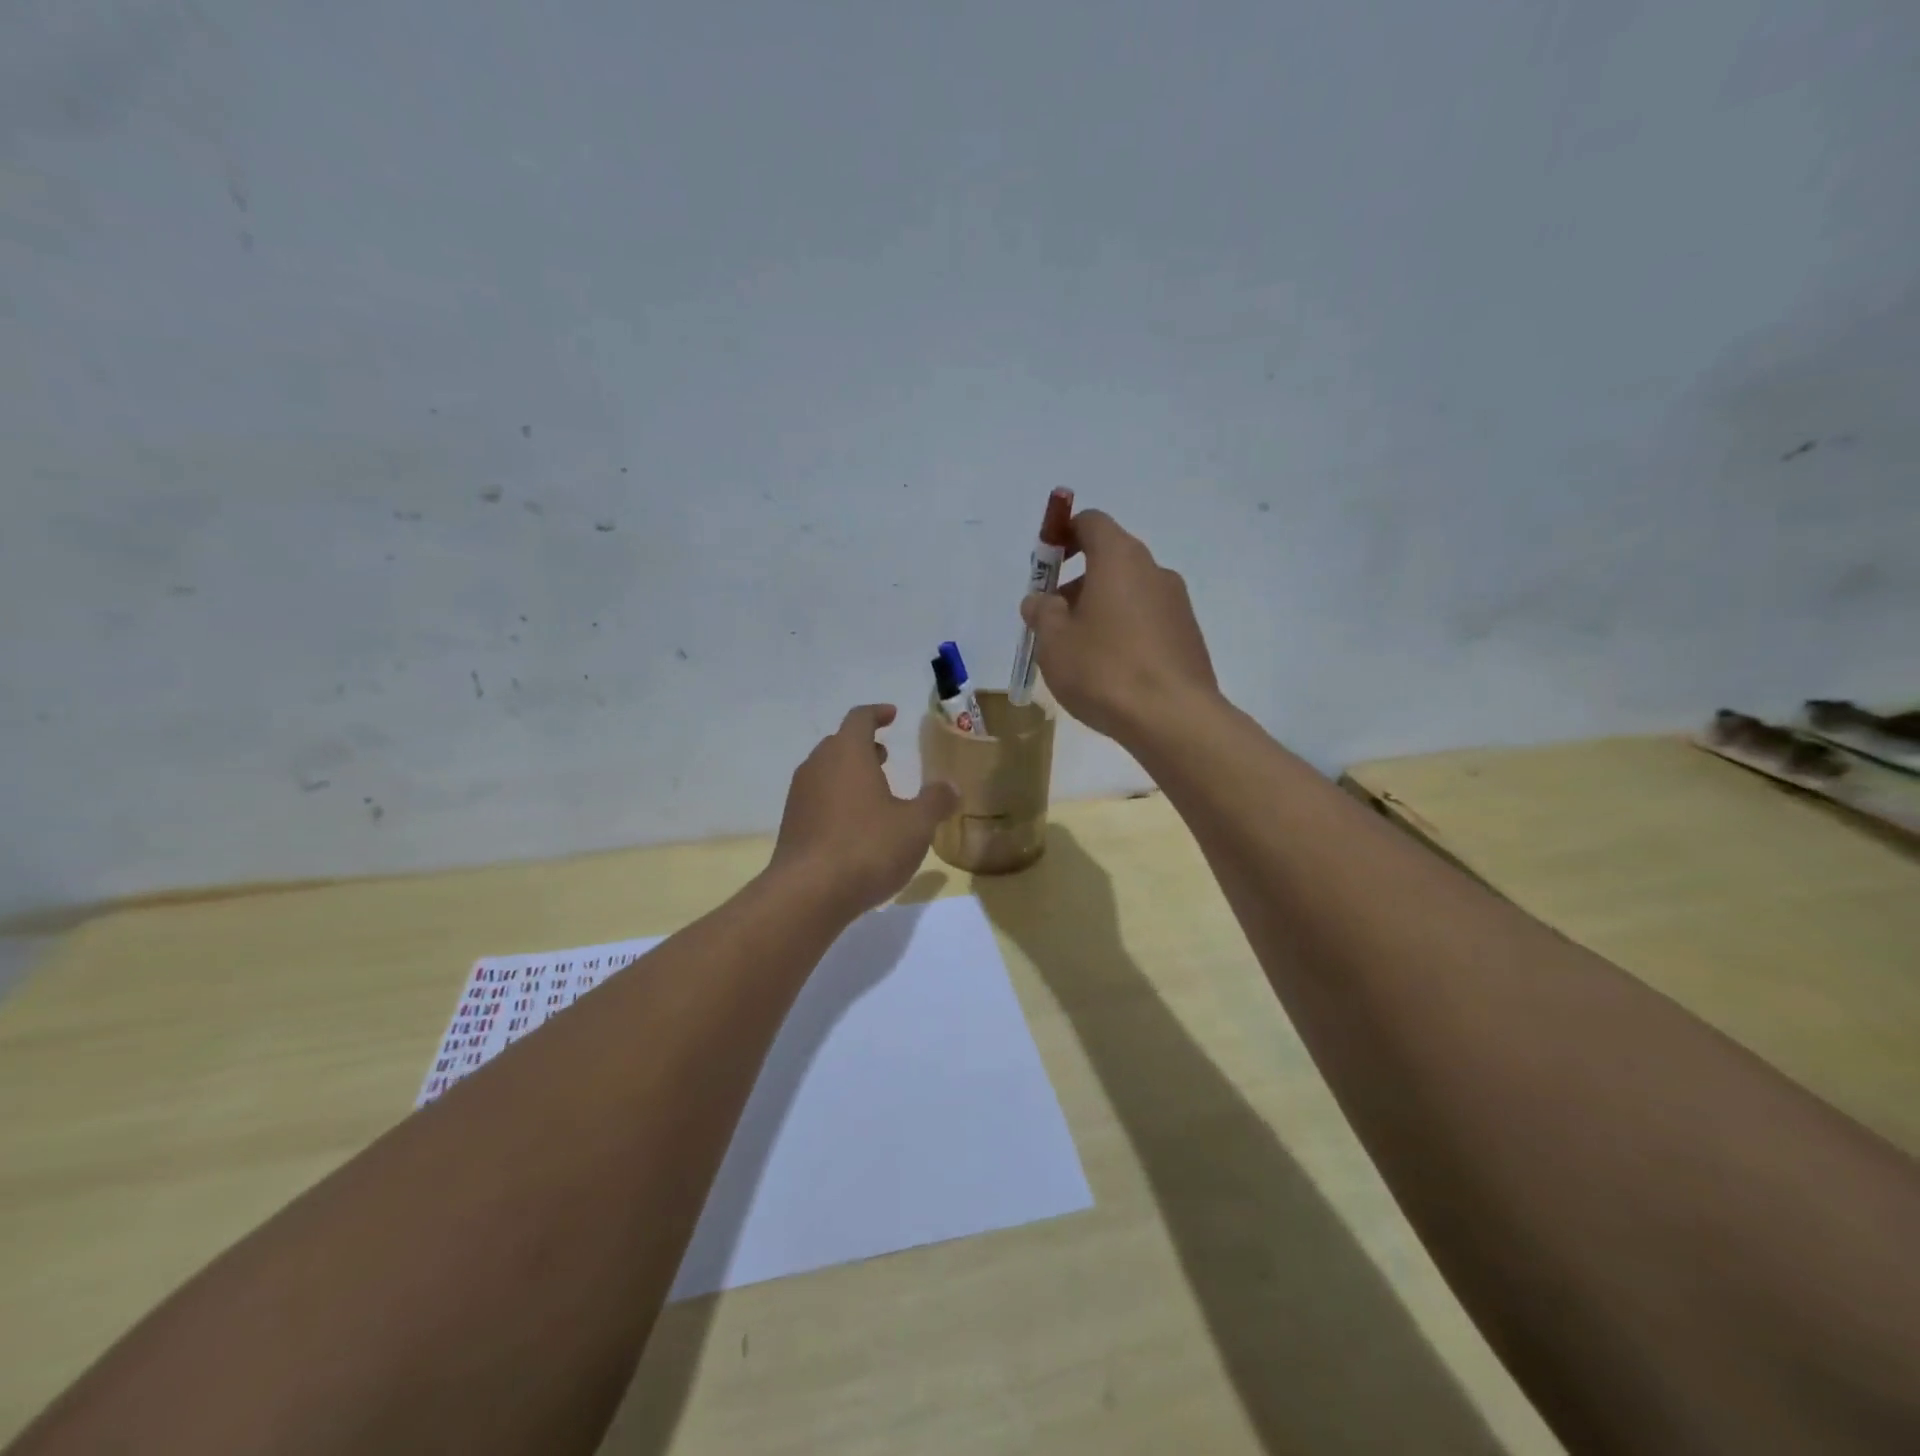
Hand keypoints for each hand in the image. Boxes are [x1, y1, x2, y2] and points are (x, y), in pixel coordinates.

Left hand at [769, 705, 958, 916]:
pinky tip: (855, 825)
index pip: (860, 718)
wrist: (808, 893)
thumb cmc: (867, 847)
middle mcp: (818, 766)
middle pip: (839, 744)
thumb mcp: (915, 825)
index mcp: (847, 753)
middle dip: (863, 746)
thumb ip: (935, 801)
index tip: (892, 715)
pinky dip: (837, 799)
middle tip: (885, 755)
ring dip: (849, 774)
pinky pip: (817, 799)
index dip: (877, 714)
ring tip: (874, 791)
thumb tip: (950, 786)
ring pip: (826, 772)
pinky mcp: (792, 825)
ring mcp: (799, 796)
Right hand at [1021, 510, 1218, 743]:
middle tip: (1054, 620)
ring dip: (1100, 609)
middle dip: (1078, 582)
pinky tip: (1110, 671)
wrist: (1173, 718)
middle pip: (1110, 560)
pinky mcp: (1188, 636)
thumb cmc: (1104, 670)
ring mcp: (1177, 604)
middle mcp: (1154, 571)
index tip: (1046, 564)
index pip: (1091, 523)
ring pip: (1129, 593)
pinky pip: (1147, 621)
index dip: (1064, 534)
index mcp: (1120, 559)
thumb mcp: (1054, 641)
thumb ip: (1041, 612)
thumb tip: (1039, 600)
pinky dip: (1124, 632)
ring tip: (1079, 654)